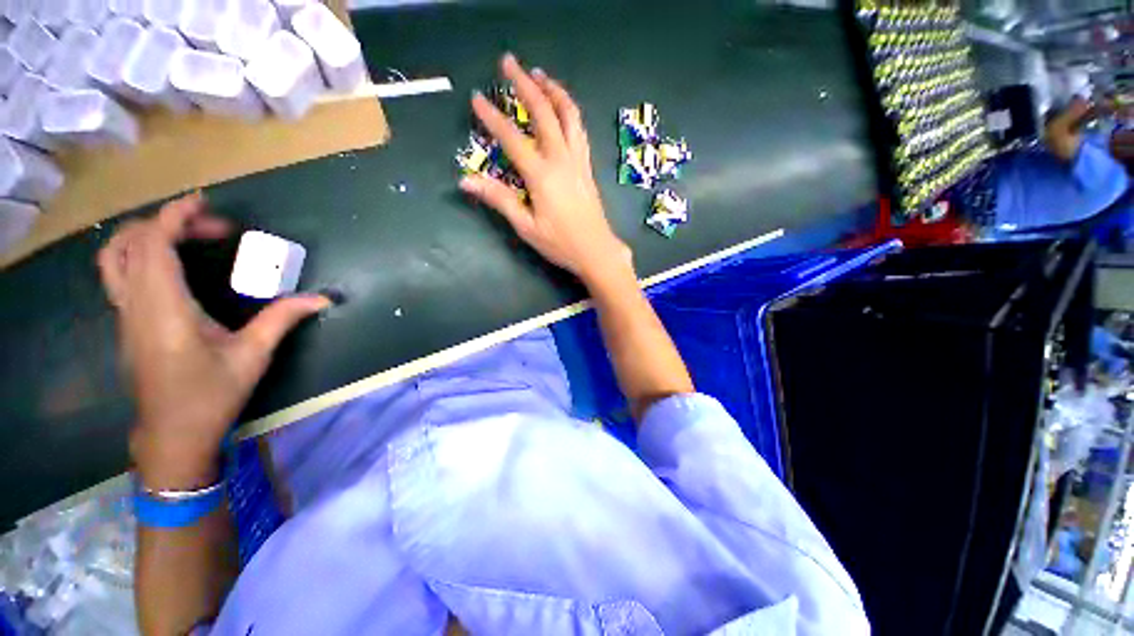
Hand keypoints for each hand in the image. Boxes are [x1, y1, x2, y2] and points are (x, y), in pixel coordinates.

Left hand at [97, 193, 328, 489]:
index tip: (205, 204)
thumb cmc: (211, 395)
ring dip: (147, 235)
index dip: (174, 216)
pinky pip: (120, 273)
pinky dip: (140, 254)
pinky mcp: (126, 322)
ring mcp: (124, 313)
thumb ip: (283, 318)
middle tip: (211, 229)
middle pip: (130, 242)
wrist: (171, 434)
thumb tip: (322, 298)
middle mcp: (136, 303)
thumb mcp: (253, 355)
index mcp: (164, 308)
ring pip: (116, 256)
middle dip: (168, 223)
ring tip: (185, 238)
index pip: (154, 244)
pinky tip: (172, 266)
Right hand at [461, 54, 631, 284]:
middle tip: (509, 62)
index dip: (492, 117)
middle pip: (544, 113)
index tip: (477, 98)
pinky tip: (562, 108)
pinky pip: (579, 130)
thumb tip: (466, 180)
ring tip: (539, 74)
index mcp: (542, 175)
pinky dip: (569, 111)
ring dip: (553, 90)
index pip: (512, 138)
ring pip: (568, 115)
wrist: (596, 251)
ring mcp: (578, 161)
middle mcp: (561, 160)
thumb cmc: (560, 244)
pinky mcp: (587, 167)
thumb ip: (499, 200)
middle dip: (525, 84)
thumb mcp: (526, 227)